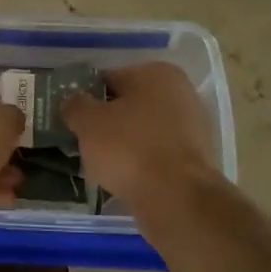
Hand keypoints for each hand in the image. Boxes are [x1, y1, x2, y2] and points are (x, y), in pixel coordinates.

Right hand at [61, 63, 217, 208]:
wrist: (177, 197)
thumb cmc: (129, 149)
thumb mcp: (88, 123)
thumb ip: (76, 106)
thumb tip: (73, 101)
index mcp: (157, 73)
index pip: (109, 79)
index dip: (87, 98)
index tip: (72, 119)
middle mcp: (182, 92)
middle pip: (130, 105)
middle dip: (108, 122)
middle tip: (84, 142)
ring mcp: (194, 126)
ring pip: (145, 131)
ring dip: (125, 143)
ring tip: (103, 165)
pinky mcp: (197, 158)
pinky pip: (158, 154)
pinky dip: (142, 162)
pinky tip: (126, 178)